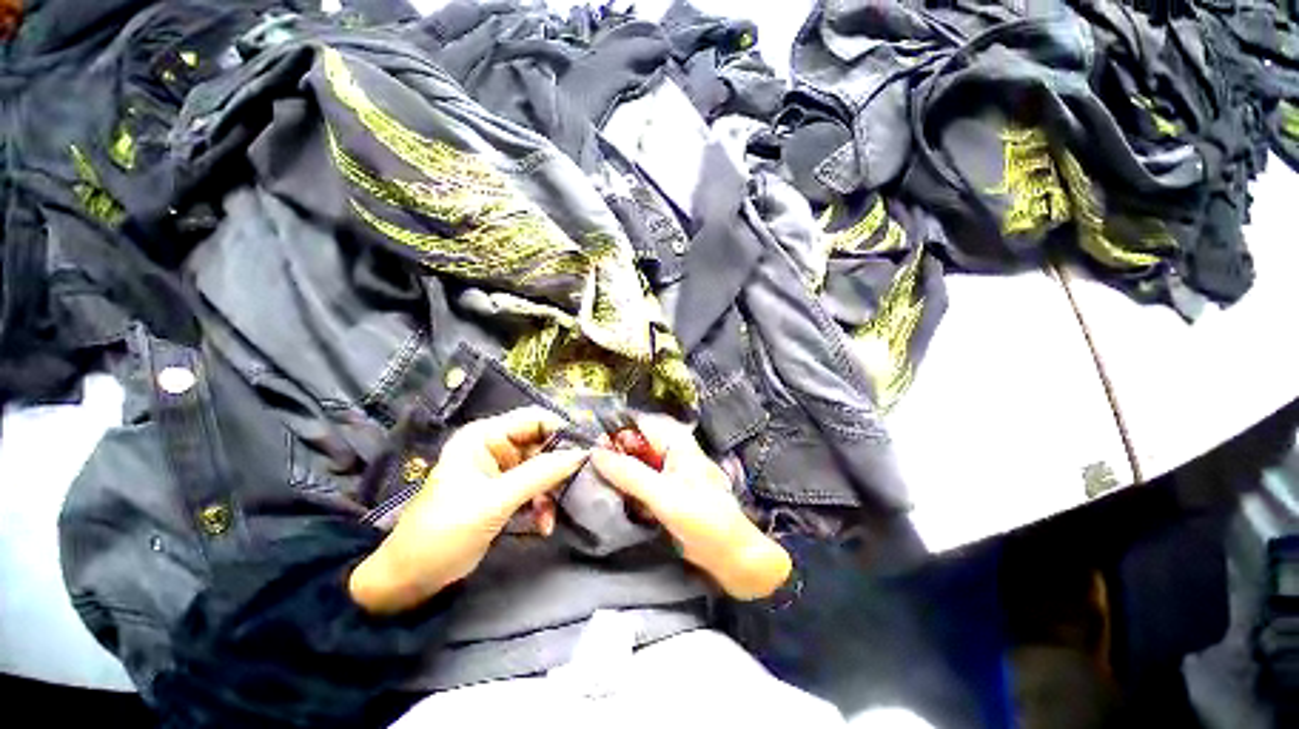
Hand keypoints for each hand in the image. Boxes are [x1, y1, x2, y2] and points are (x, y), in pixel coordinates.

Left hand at [349, 407, 587, 614]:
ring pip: (542, 468)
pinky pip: (535, 488)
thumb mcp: (494, 501)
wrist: (411, 579)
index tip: (588, 450)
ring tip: (551, 515)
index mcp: (484, 436)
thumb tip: (581, 453)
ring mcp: (500, 470)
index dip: (562, 430)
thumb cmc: (445, 532)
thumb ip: (539, 474)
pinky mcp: (504, 492)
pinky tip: (543, 525)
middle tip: (579, 483)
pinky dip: (542, 505)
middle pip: (542, 443)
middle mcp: (494, 446)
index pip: (534, 419)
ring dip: (551, 491)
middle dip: (559, 466)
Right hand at [590, 417, 790, 599]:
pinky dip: (626, 486)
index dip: (616, 428)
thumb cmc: (703, 519)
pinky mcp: (665, 493)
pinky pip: (640, 482)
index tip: (590, 442)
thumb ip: (629, 473)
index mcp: (677, 443)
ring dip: (618, 470)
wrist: (730, 556)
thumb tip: (595, 453)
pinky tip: (612, 493)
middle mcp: (671, 452)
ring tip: (593, 478)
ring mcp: (668, 473)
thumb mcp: (663, 495)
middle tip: (588, 464)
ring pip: (636, 463)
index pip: (640, 423)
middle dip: (614, 450)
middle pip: (636, 443)